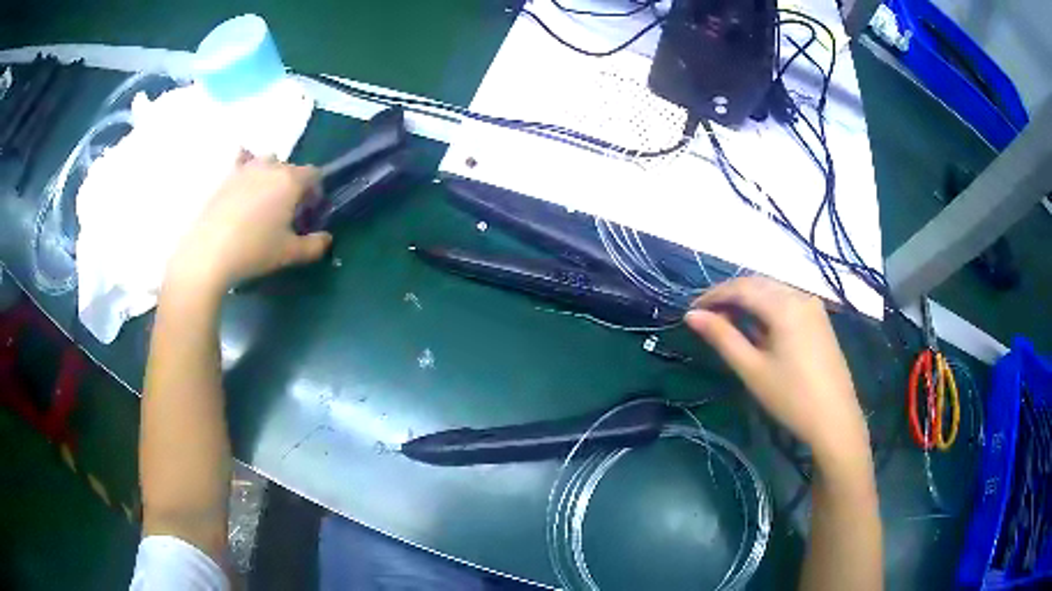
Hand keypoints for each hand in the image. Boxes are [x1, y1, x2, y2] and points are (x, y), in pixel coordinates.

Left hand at [167, 152, 331, 292]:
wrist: (209, 252)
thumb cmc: (254, 250)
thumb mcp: (289, 253)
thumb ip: (314, 246)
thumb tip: (327, 239)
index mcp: (291, 180)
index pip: (314, 175)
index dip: (316, 192)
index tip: (309, 213)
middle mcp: (271, 166)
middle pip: (290, 168)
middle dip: (294, 185)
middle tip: (287, 211)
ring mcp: (246, 168)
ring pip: (267, 161)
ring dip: (271, 174)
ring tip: (265, 198)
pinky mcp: (226, 177)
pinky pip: (241, 160)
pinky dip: (245, 162)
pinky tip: (243, 175)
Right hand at [685, 276, 868, 462]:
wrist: (835, 419)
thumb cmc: (791, 397)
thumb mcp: (752, 369)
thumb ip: (722, 337)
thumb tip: (692, 315)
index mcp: (784, 305)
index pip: (741, 287)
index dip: (713, 295)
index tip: (691, 310)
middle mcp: (800, 296)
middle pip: (758, 283)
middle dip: (730, 295)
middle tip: (706, 316)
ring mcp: (813, 306)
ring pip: (773, 291)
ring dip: (748, 300)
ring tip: (728, 321)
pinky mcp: (819, 320)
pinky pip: (787, 301)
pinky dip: (766, 307)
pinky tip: (758, 327)